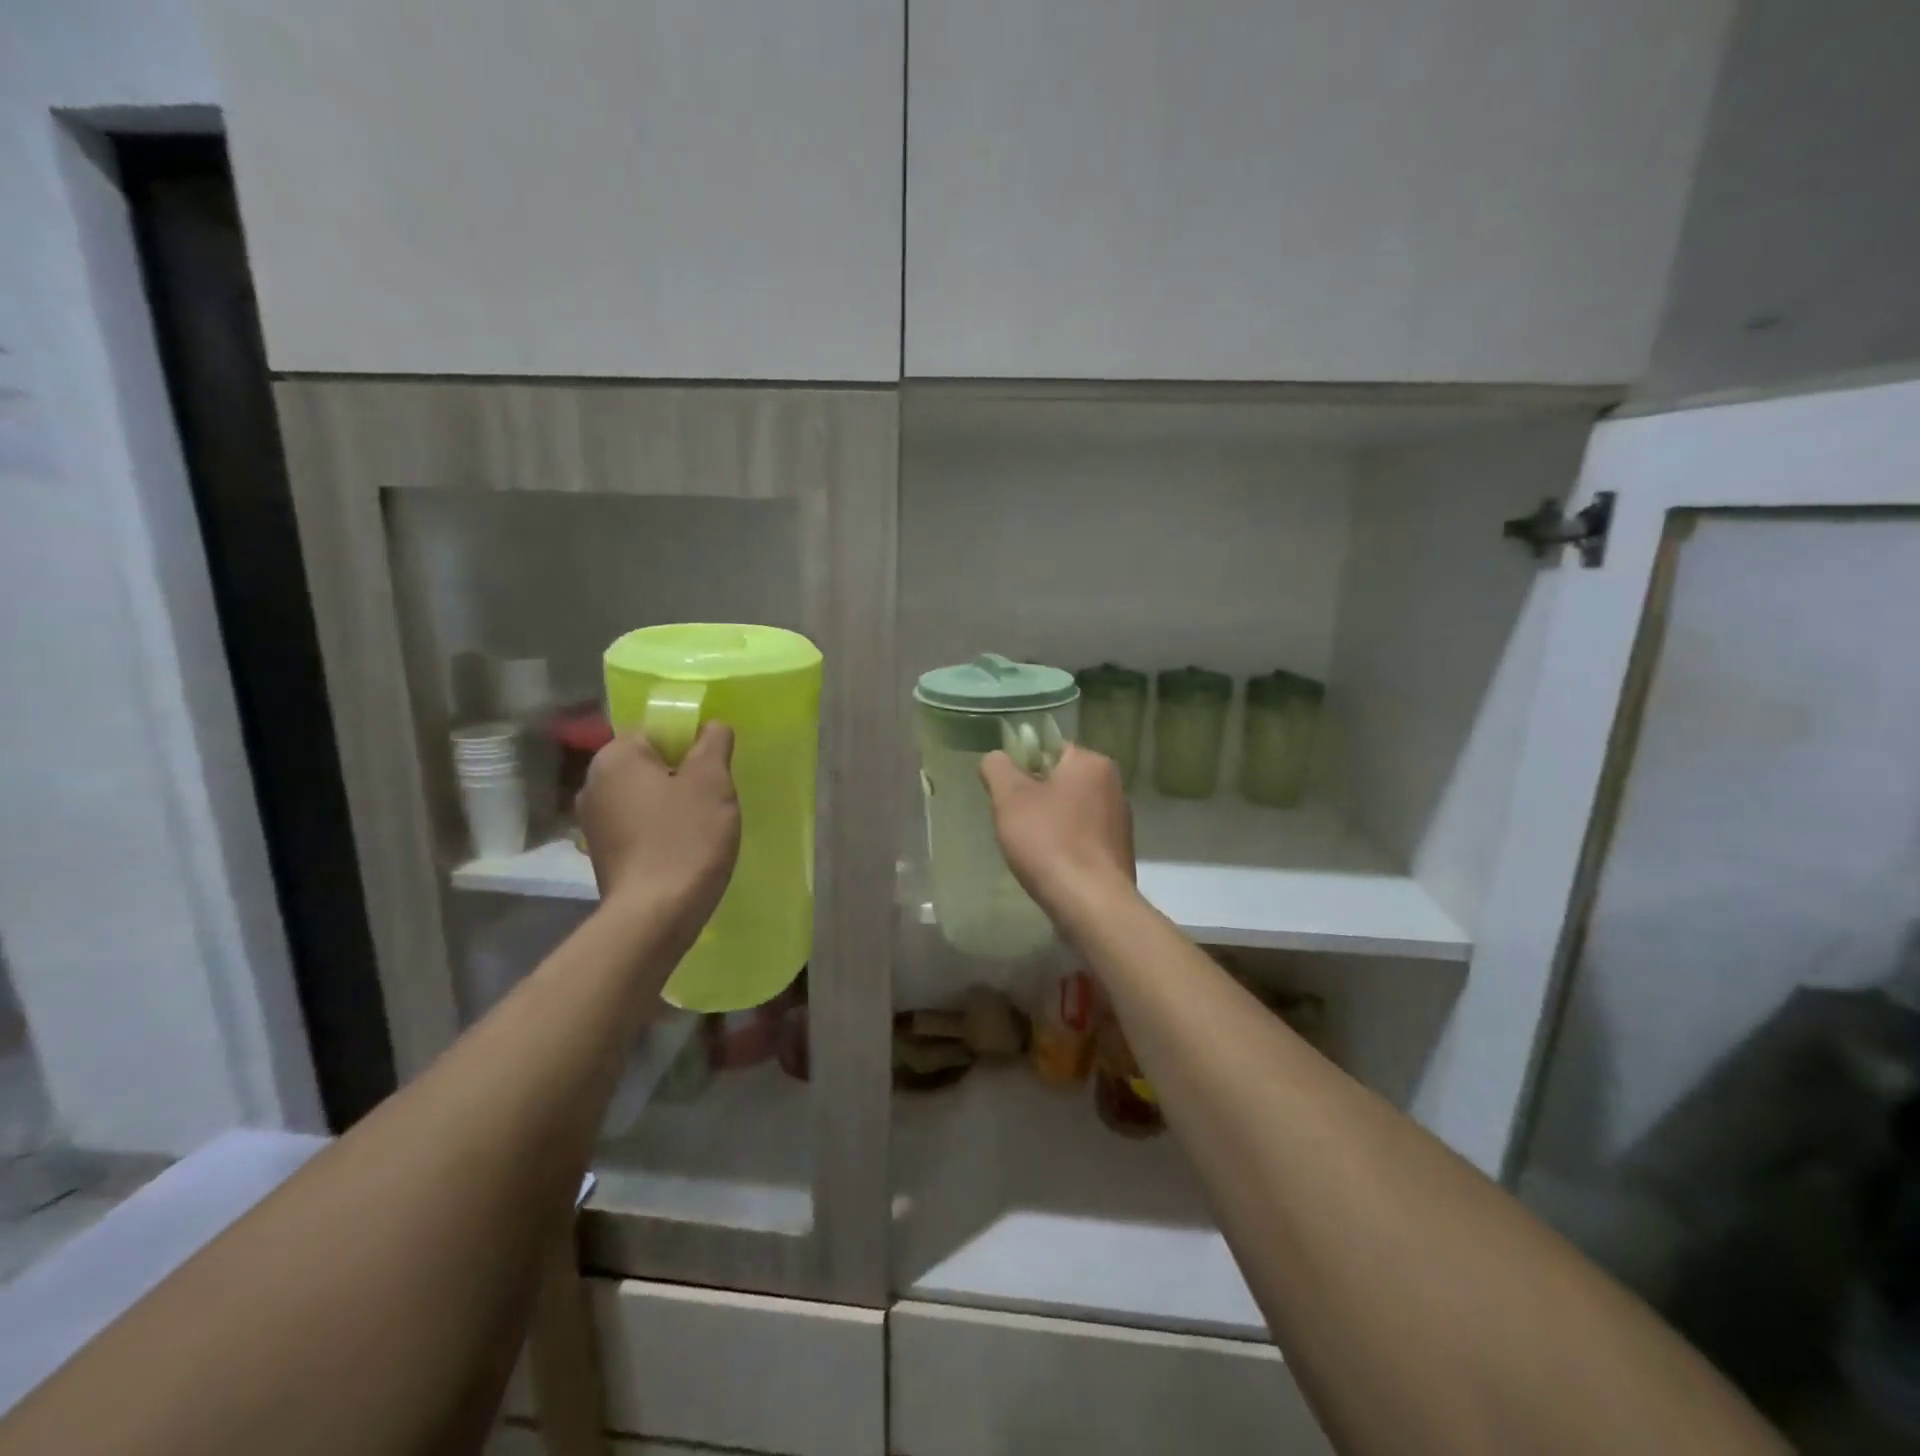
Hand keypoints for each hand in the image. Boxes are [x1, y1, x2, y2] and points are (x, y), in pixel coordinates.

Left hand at [577, 724, 740, 938]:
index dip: (691, 741)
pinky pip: (637, 825)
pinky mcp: (601, 854)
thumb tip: (711, 725)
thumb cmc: (685, 838)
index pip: (656, 729)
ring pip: (643, 795)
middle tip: (716, 794)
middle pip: (649, 763)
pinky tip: (682, 847)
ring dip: (671, 802)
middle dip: (682, 773)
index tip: (716, 765)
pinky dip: (659, 828)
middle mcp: (593, 784)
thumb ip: (713, 743)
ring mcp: (593, 822)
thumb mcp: (711, 781)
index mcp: (614, 757)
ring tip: (703, 823)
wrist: (655, 915)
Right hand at [980, 743, 1135, 926]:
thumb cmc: (1049, 841)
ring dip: (1050, 823)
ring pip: (1072, 810)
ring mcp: (1120, 821)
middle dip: (1036, 797)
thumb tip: (996, 758)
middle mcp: (1113, 785)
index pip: (1051, 748)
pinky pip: (1083, 838)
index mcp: (1092, 763)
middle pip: (1061, 780)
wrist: (1090, 904)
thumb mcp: (1010, 797)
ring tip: (1030, 847)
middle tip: (1013, 821)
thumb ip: (997, 767)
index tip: (1006, 793)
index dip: (1023, 766)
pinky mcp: (1119, 852)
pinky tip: (1050, 865)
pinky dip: (1065, 845)